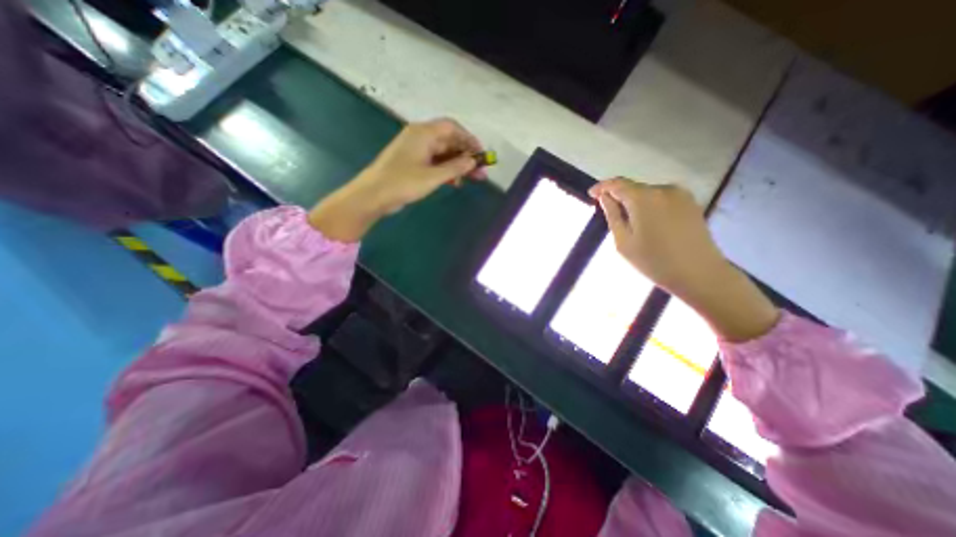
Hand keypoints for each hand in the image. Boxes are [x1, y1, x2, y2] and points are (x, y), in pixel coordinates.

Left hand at [309, 117, 486, 240]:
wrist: (373, 195)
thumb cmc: (403, 183)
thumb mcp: (433, 176)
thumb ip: (455, 167)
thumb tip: (473, 161)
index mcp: (423, 133)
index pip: (452, 128)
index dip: (469, 140)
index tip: (482, 155)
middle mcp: (420, 137)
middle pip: (449, 141)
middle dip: (466, 156)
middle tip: (481, 173)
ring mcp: (416, 150)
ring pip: (443, 153)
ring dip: (458, 165)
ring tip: (471, 180)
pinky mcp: (413, 163)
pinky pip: (434, 162)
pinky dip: (446, 170)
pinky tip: (454, 182)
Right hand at [592, 179, 775, 341]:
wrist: (700, 274)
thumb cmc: (654, 261)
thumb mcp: (624, 242)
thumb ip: (612, 215)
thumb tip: (605, 197)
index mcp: (644, 198)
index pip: (617, 183)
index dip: (602, 186)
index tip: (591, 194)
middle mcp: (663, 189)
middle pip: (633, 187)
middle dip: (619, 196)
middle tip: (609, 214)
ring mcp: (680, 194)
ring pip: (648, 193)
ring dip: (634, 202)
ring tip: (630, 223)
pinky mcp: (691, 203)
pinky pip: (662, 199)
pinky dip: (649, 206)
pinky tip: (649, 224)